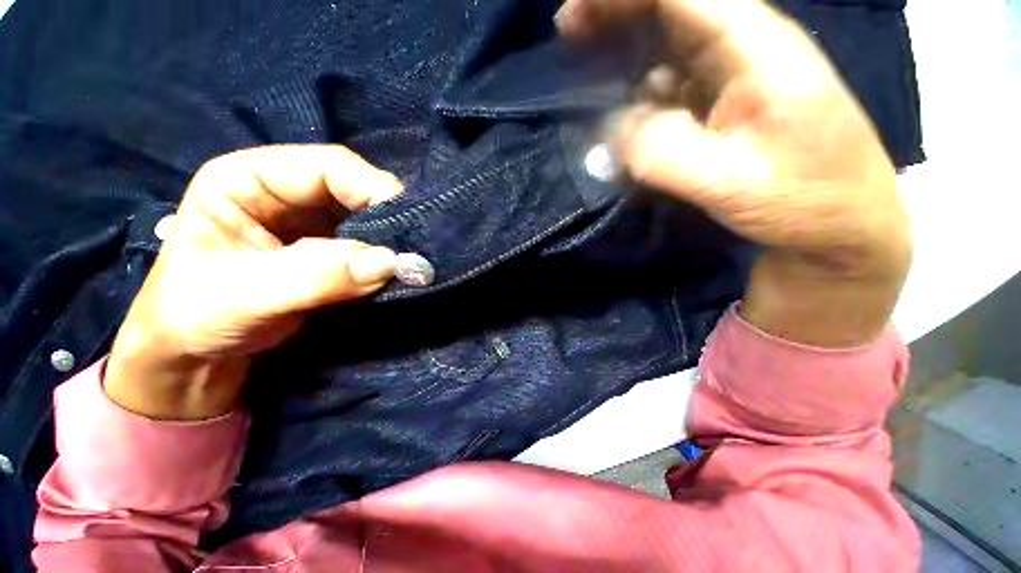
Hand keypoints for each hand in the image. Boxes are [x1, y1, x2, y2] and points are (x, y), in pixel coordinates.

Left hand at [105, 145, 403, 419]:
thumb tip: (391, 262)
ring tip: (411, 263)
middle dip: (390, 219)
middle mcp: (286, 193)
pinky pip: (371, 246)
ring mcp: (313, 223)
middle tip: (416, 249)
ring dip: (392, 242)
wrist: (197, 355)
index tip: (406, 227)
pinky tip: (397, 272)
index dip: (373, 190)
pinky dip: (387, 259)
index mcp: (248, 179)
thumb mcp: (244, 296)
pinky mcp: (332, 251)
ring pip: (370, 219)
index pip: (328, 167)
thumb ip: (317, 276)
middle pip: (357, 190)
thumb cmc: (195, 318)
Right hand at [558, 0, 910, 345]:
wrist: (844, 225)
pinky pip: (673, 87)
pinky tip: (623, 121)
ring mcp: (735, 75)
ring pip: (668, 47)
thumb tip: (611, 130)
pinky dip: (641, 97)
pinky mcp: (727, 103)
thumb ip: (662, 153)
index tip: (572, 18)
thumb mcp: (729, 183)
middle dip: (616, 14)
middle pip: (671, 7)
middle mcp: (744, 47)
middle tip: (569, 35)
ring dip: (625, 58)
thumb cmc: (804, 200)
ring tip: (587, 81)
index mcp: (755, 47)